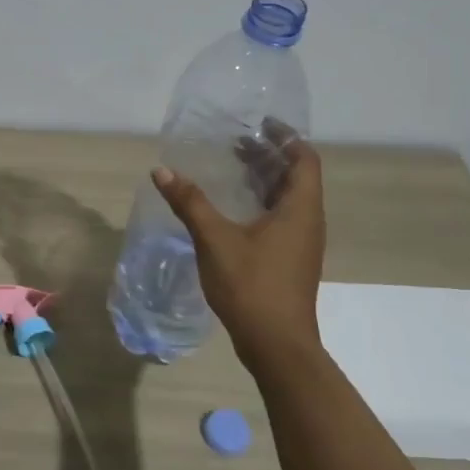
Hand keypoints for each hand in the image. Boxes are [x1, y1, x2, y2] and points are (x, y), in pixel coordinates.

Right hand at [152, 128, 325, 377]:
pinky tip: (232, 207)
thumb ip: (190, 203)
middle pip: (295, 176)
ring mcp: (301, 243)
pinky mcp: (290, 259)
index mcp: (300, 209)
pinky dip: (260, 201)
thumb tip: (162, 171)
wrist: (277, 345)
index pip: (304, 159)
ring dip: (264, 178)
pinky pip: (280, 217)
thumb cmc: (252, 286)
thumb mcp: (215, 240)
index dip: (285, 137)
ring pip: (288, 198)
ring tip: (232, 166)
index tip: (259, 124)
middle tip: (236, 141)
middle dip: (268, 155)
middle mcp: (307, 221)